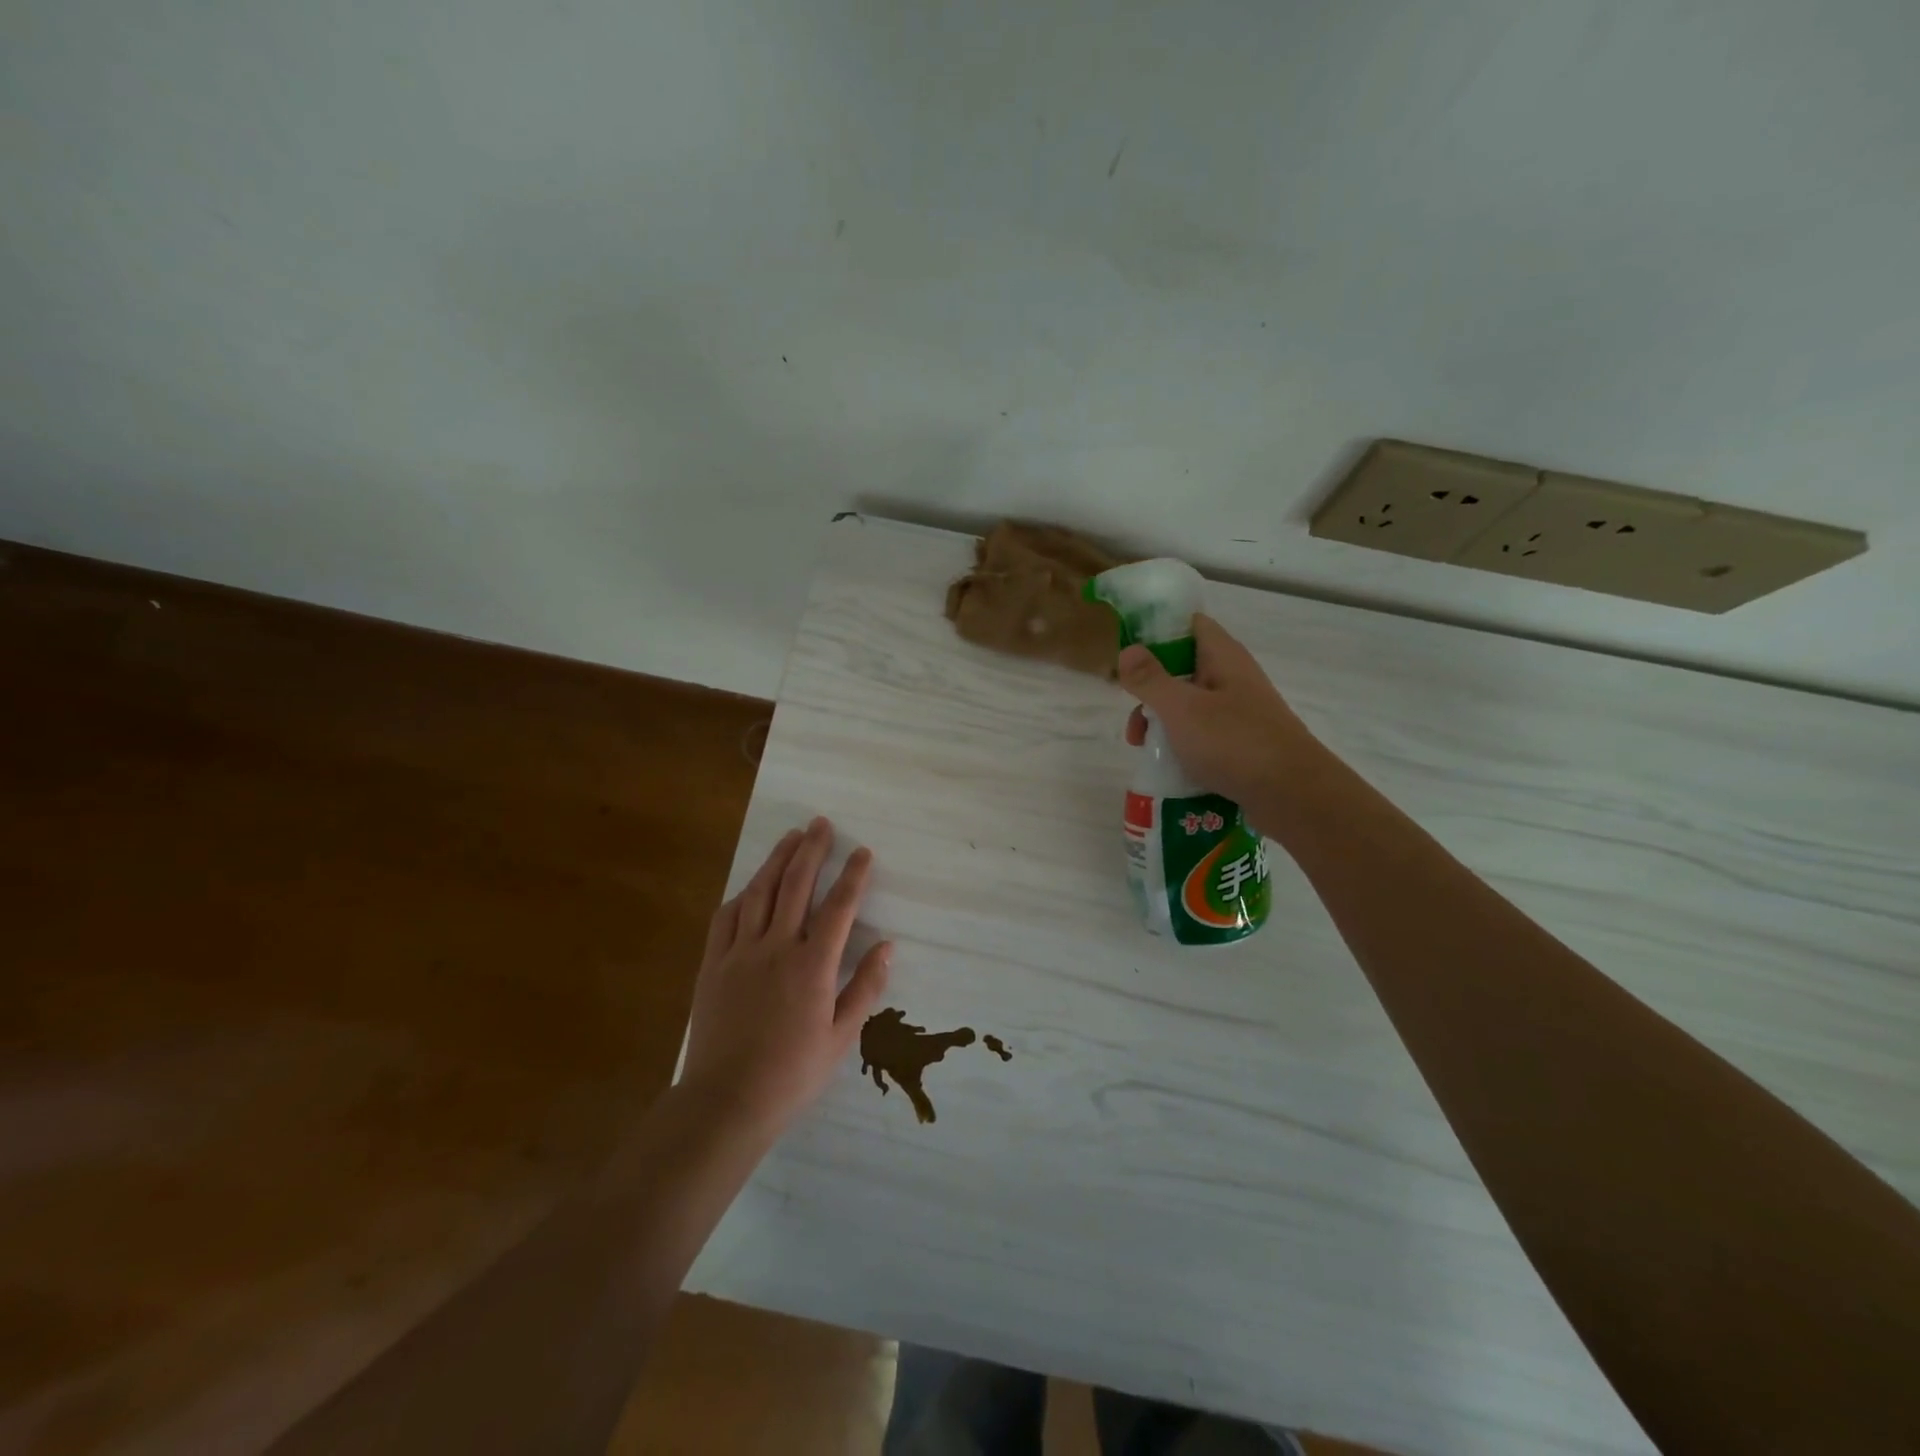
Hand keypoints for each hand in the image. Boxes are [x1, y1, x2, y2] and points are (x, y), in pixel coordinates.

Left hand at [679, 818, 890, 1137]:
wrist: (726, 1101)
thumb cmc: (792, 1073)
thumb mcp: (841, 1037)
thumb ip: (865, 987)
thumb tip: (887, 947)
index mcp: (812, 965)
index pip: (839, 907)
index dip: (852, 875)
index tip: (862, 852)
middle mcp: (776, 947)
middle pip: (796, 885)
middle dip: (812, 850)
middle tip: (821, 824)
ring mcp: (740, 952)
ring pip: (760, 892)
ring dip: (777, 860)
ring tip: (791, 837)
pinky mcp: (712, 964)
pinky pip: (726, 918)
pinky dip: (742, 894)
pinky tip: (751, 885)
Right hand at [1119, 613, 1322, 820]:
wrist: (1293, 795)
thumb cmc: (1235, 742)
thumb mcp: (1182, 709)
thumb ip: (1150, 679)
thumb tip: (1127, 650)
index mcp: (1223, 657)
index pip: (1188, 624)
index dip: (1156, 630)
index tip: (1126, 650)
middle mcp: (1233, 677)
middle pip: (1182, 668)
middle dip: (1151, 688)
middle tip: (1132, 715)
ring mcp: (1239, 711)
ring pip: (1189, 705)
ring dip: (1162, 721)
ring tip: (1142, 747)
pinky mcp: (1242, 743)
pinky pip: (1203, 734)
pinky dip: (1182, 744)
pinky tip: (1168, 765)